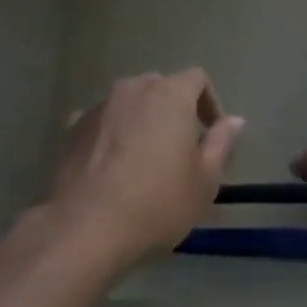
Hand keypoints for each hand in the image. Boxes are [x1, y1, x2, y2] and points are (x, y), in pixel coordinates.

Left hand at [49, 70, 244, 268]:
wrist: (86, 227)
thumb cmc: (157, 202)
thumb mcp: (205, 180)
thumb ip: (221, 143)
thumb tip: (234, 121)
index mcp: (169, 95)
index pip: (197, 79)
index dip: (210, 103)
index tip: (212, 135)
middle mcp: (132, 90)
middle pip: (161, 87)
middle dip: (175, 110)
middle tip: (181, 148)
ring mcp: (98, 108)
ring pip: (129, 103)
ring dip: (142, 121)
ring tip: (146, 159)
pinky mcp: (72, 129)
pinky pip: (103, 122)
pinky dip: (113, 134)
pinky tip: (114, 166)